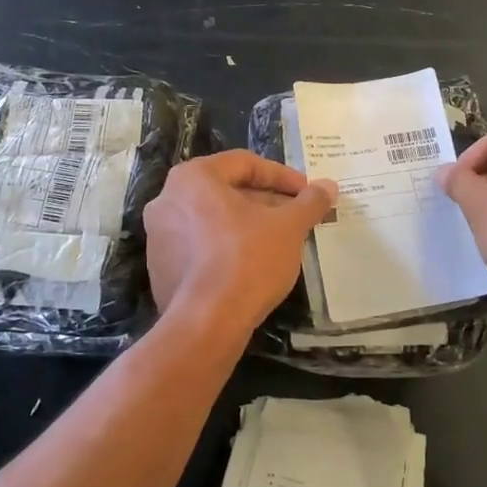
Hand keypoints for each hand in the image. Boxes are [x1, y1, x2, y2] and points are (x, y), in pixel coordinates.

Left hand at [144, 152, 337, 331]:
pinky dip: (226, 247)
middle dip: (265, 201)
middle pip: (226, 190)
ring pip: (212, 218)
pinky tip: (252, 265)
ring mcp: (158, 236)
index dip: (282, 176)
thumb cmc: (248, 259)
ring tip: (279, 241)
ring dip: (246, 224)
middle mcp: (167, 199)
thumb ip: (309, 202)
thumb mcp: (288, 227)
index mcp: (193, 177)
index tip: (307, 193)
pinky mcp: (160, 268)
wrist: (207, 322)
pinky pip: (199, 246)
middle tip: (296, 216)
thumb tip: (329, 186)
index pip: (244, 164)